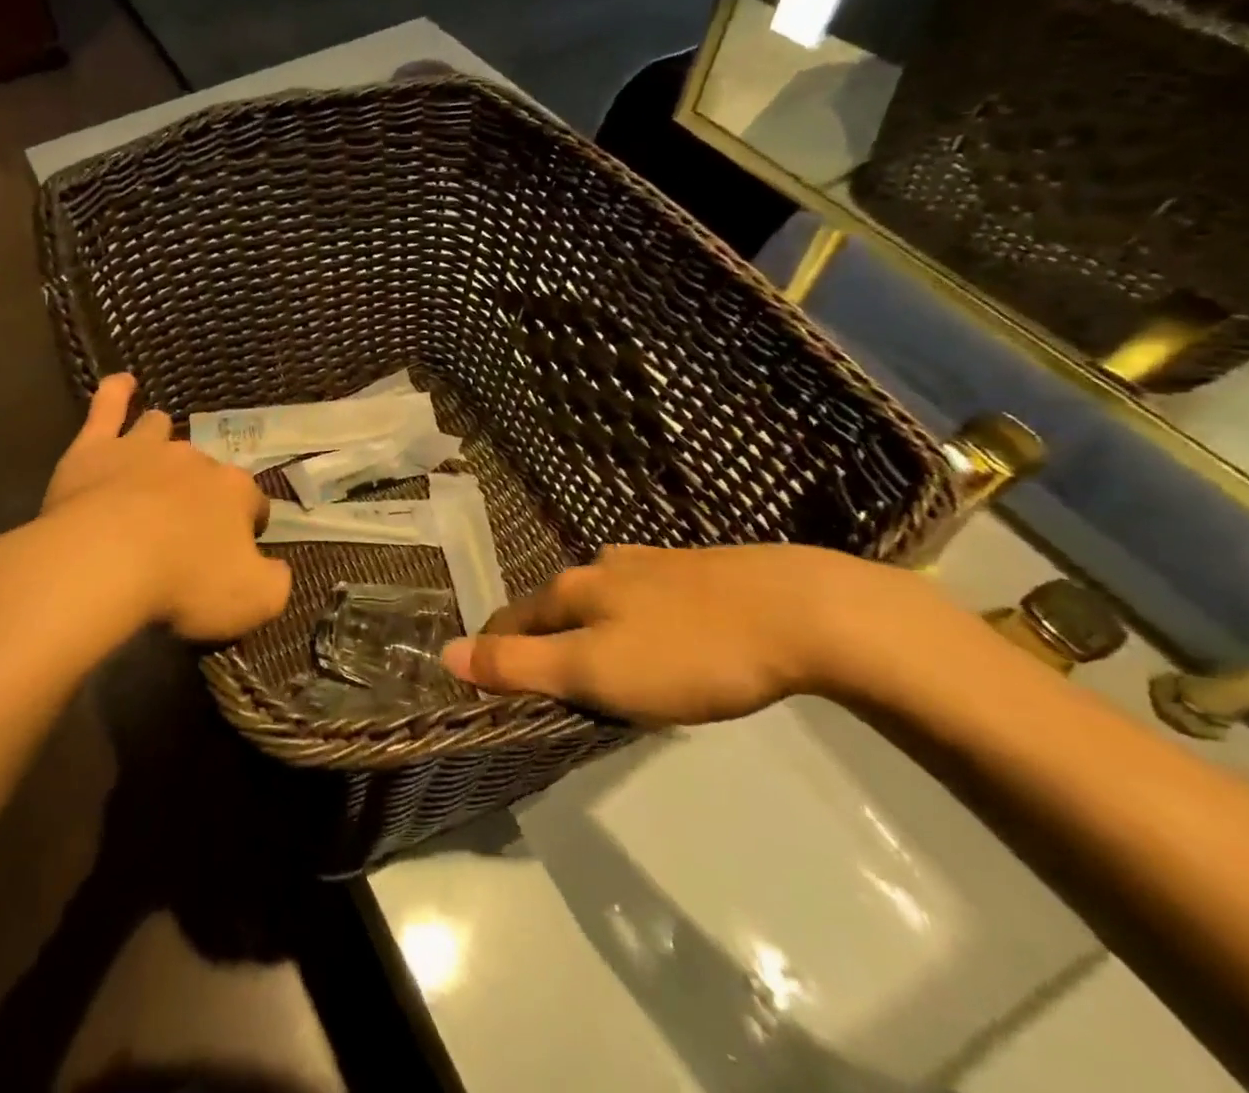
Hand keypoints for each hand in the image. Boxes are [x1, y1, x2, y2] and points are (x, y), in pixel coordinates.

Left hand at [14, 373, 290, 641]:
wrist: (105, 561)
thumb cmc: (184, 582)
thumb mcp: (254, 600)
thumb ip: (275, 583)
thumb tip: (276, 571)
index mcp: (235, 492)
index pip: (254, 505)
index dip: (248, 528)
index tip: (234, 555)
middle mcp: (195, 460)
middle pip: (206, 471)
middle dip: (202, 492)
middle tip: (185, 530)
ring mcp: (143, 448)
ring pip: (160, 431)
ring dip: (162, 442)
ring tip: (154, 460)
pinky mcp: (96, 448)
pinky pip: (108, 406)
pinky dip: (116, 392)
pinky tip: (122, 383)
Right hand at [441, 543, 947, 723]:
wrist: (801, 611)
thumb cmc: (689, 652)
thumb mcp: (595, 671)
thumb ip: (520, 667)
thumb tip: (446, 654)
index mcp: (573, 589)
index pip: (512, 619)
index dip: (495, 651)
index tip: (489, 684)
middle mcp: (603, 567)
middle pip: (554, 606)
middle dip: (542, 639)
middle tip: (547, 682)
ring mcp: (653, 564)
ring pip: (601, 600)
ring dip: (588, 629)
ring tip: (599, 662)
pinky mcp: (698, 571)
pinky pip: (644, 600)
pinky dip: (633, 623)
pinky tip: (658, 638)